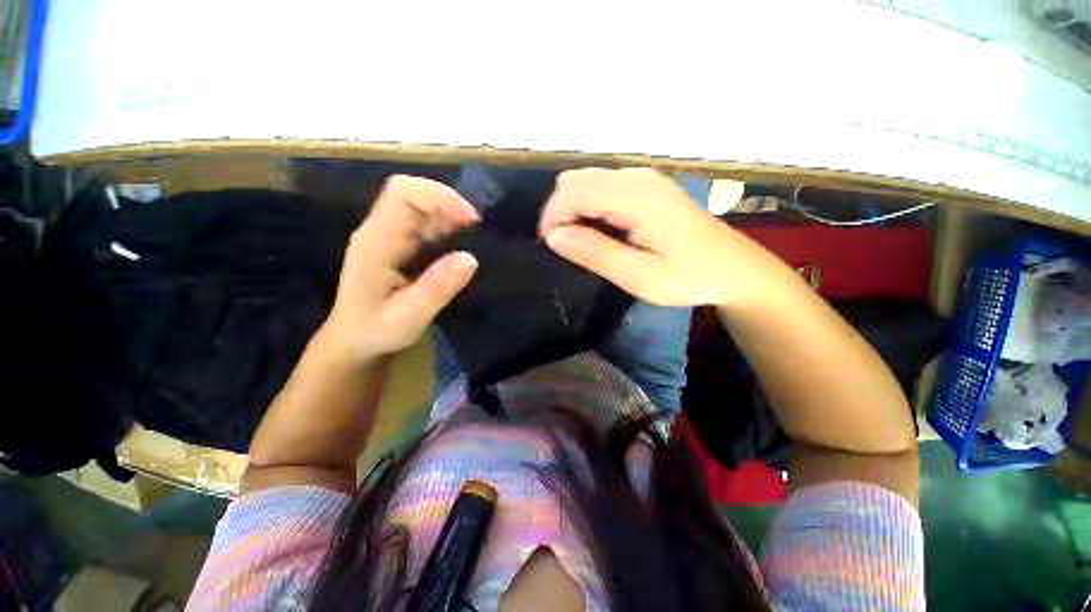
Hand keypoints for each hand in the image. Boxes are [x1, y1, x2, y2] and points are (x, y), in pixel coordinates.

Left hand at [316, 176, 478, 362]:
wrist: (353, 341)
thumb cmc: (375, 332)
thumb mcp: (409, 318)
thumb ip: (436, 289)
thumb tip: (470, 259)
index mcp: (376, 242)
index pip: (403, 194)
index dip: (439, 196)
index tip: (470, 219)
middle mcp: (380, 231)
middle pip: (412, 194)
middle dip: (449, 204)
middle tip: (477, 229)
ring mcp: (388, 235)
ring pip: (420, 206)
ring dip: (449, 215)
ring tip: (474, 237)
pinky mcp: (398, 243)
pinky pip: (423, 222)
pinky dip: (446, 226)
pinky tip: (460, 243)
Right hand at [539, 168, 744, 306]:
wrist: (735, 269)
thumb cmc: (689, 277)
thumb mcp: (639, 276)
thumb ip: (595, 253)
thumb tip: (554, 236)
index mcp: (636, 197)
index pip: (573, 191)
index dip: (553, 217)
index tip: (551, 247)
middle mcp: (637, 177)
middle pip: (576, 180)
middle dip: (560, 211)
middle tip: (566, 247)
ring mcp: (645, 178)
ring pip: (588, 181)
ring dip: (574, 208)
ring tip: (581, 242)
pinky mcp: (648, 186)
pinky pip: (604, 186)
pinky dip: (590, 205)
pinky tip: (600, 229)